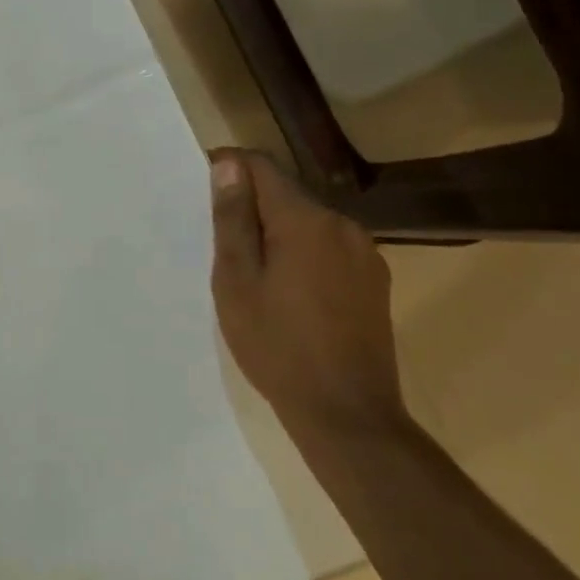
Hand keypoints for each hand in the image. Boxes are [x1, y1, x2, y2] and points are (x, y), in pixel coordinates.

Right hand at [208, 148, 400, 435]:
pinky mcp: (376, 280)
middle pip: (287, 194)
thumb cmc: (278, 347)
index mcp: (304, 220)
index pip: (261, 166)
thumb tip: (228, 166)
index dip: (230, 167)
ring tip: (255, 274)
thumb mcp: (237, 283)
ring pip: (310, 223)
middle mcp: (341, 224)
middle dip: (253, 207)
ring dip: (280, 233)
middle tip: (221, 245)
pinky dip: (305, 255)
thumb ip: (233, 220)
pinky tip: (293, 294)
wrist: (348, 414)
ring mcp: (365, 252)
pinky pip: (331, 249)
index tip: (203, 186)